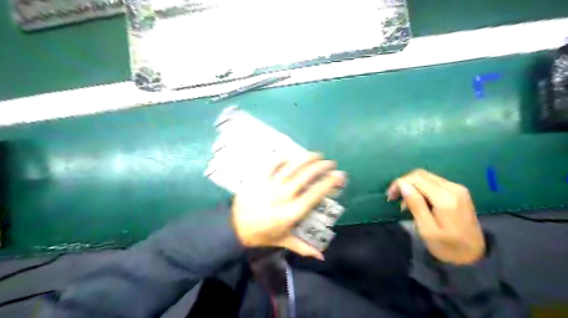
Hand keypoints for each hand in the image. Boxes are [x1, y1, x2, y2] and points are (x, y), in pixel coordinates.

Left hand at [232, 152, 345, 259]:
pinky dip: (283, 158)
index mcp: (291, 213)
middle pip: (305, 177)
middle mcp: (282, 196)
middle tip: (330, 162)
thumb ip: (303, 247)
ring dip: (306, 159)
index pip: (315, 194)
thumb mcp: (283, 241)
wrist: (234, 227)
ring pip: (291, 167)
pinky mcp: (257, 178)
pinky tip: (292, 154)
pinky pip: (271, 164)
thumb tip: (322, 256)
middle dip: (321, 167)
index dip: (329, 183)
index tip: (340, 175)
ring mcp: (269, 185)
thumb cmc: (261, 234)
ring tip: (317, 154)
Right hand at [389, 170, 484, 264]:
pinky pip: (434, 182)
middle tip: (394, 197)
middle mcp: (453, 188)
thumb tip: (403, 186)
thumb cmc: (447, 247)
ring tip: (404, 202)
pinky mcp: (458, 191)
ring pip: (426, 176)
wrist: (475, 255)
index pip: (416, 179)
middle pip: (421, 174)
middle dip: (404, 182)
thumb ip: (416, 206)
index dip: (399, 183)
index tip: (390, 196)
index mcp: (445, 199)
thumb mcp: (427, 231)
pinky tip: (417, 200)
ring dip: (411, 185)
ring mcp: (457, 188)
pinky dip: (421, 187)